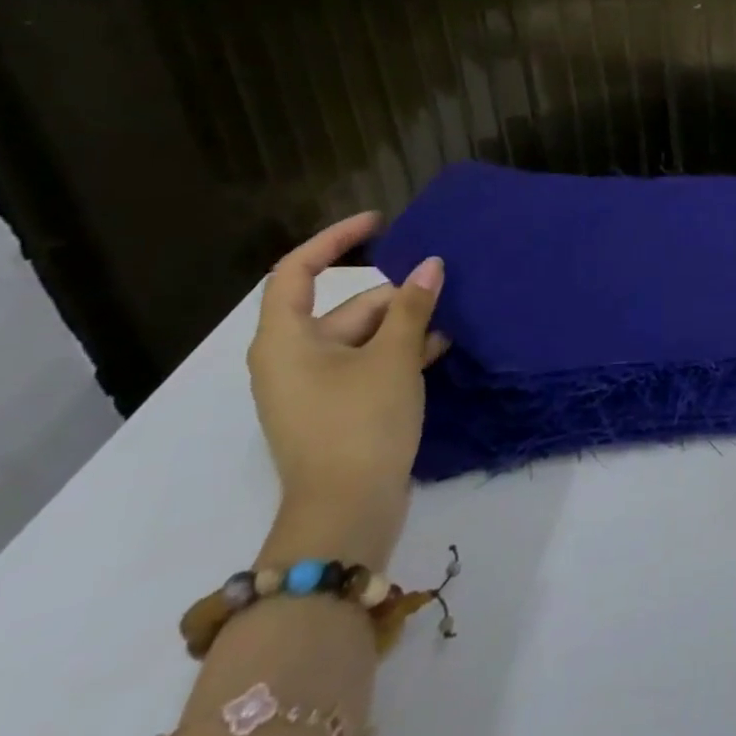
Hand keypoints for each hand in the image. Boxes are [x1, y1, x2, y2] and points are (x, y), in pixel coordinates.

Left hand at [247, 212, 446, 568]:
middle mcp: (291, 358)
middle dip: (396, 298)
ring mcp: (312, 387)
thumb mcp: (394, 357)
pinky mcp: (334, 409)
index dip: (335, 239)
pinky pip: (366, 364)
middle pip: (346, 307)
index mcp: (286, 340)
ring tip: (449, 325)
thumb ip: (413, 306)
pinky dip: (398, 354)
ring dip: (405, 327)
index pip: (298, 271)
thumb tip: (431, 265)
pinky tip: (439, 350)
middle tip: (443, 296)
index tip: (380, 222)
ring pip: (363, 337)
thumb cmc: (360, 423)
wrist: (346, 513)